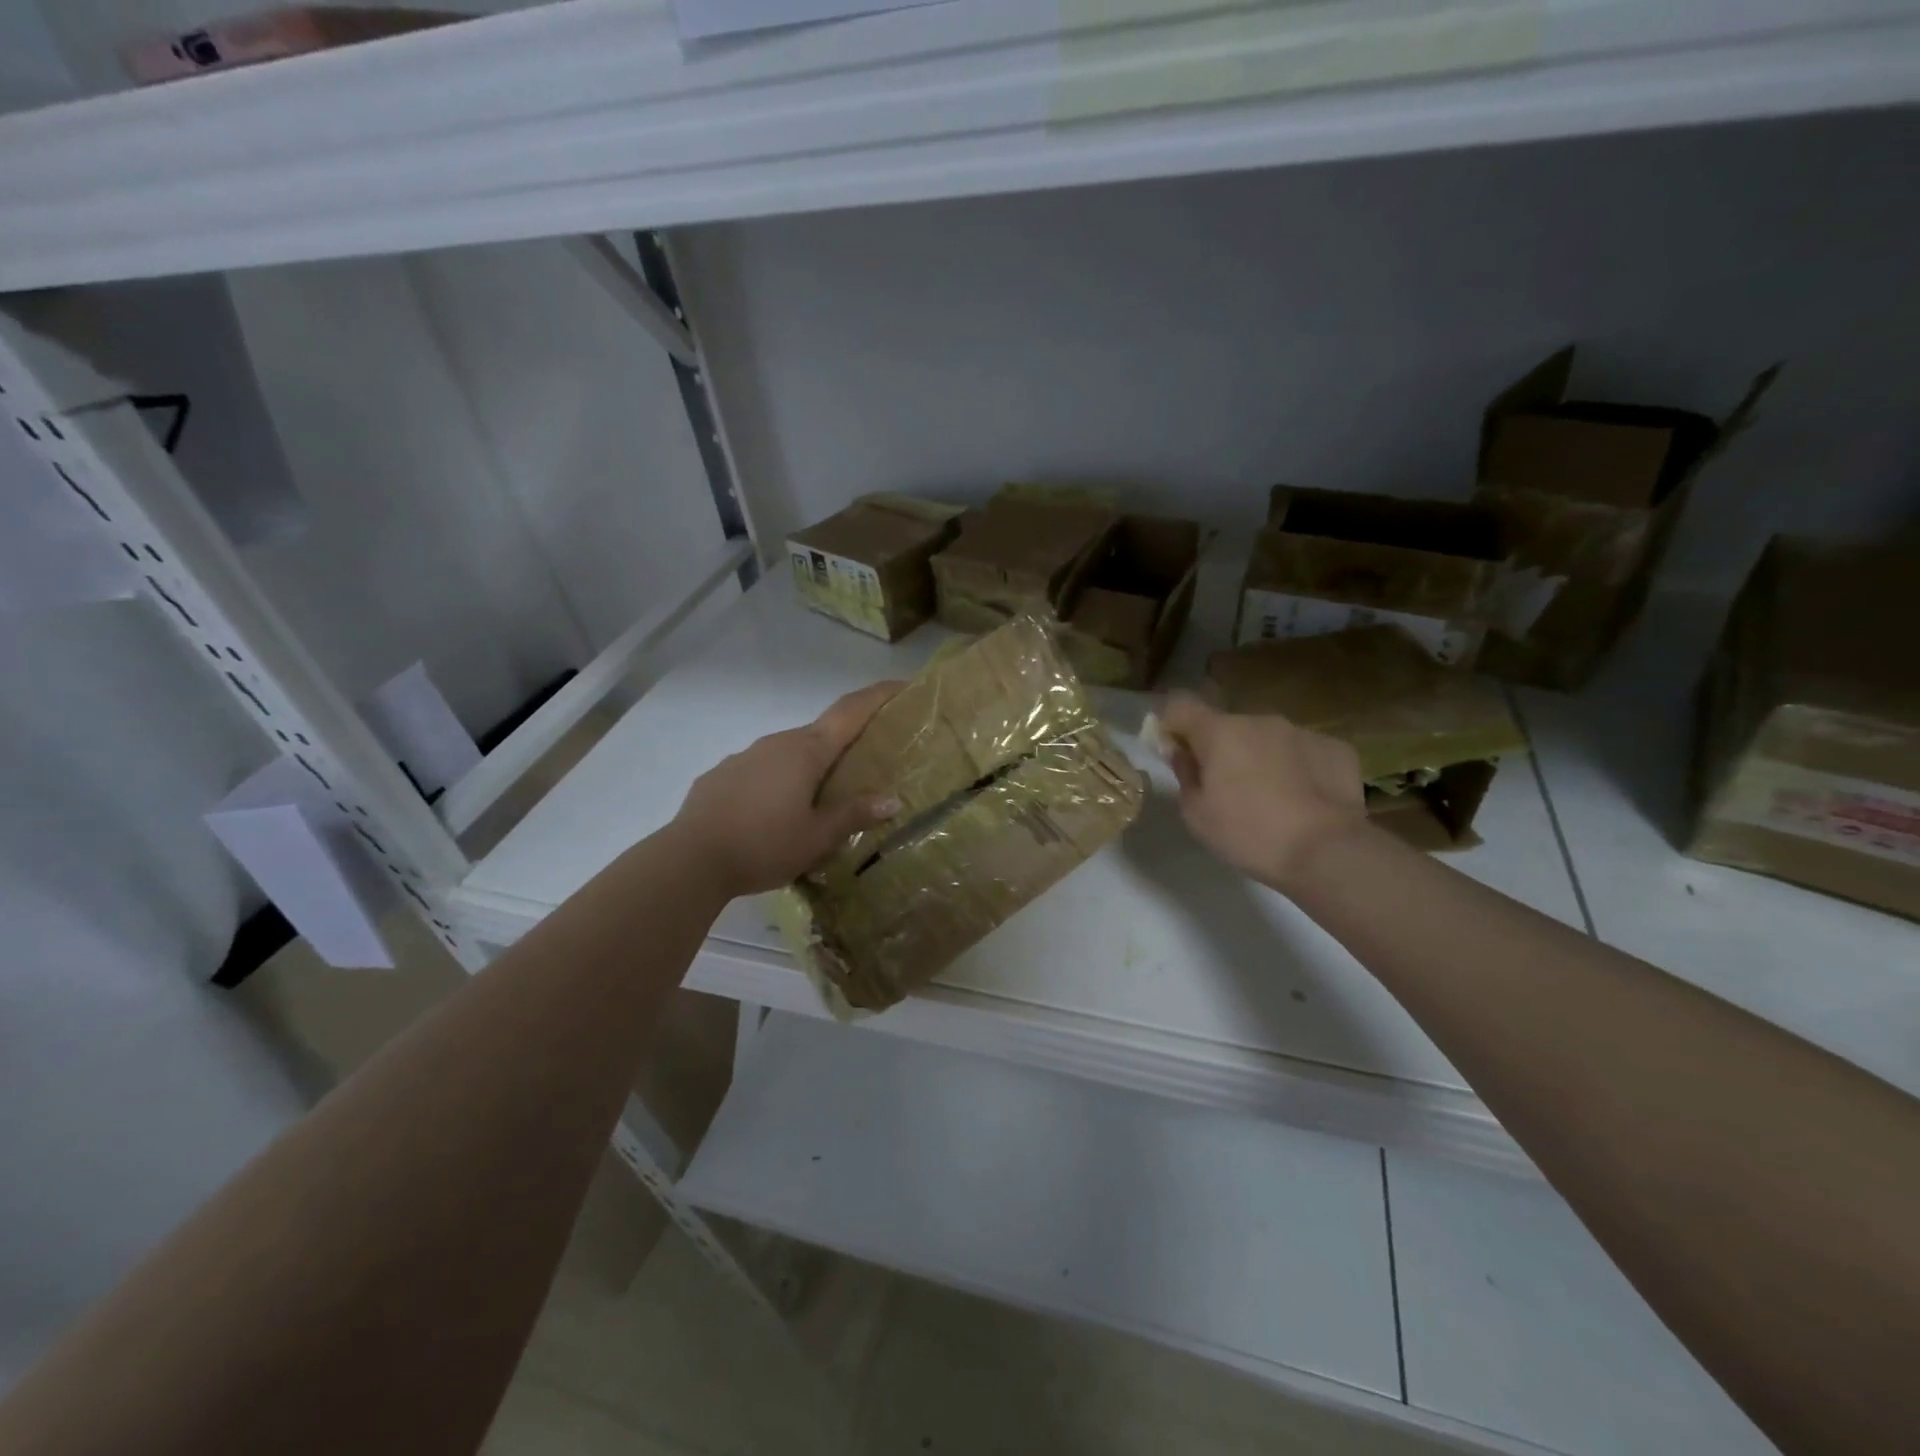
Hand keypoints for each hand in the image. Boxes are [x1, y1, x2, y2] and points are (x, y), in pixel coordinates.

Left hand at [671, 682, 904, 898]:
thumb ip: (853, 815)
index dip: (878, 696)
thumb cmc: (764, 844)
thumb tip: (892, 800)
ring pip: (789, 752)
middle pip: (821, 733)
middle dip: (846, 740)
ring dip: (809, 764)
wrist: (690, 859)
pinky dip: (778, 779)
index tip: (901, 685)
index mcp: (807, 752)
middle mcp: (777, 742)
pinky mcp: (722, 774)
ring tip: (820, 795)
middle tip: (867, 759)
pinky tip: (775, 810)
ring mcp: (746, 756)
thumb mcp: (817, 837)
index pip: (850, 712)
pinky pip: (761, 768)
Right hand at [1159, 692, 1367, 891]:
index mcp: (1220, 732)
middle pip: (1227, 725)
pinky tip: (1303, 800)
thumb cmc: (1249, 834)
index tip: (1174, 750)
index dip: (1171, 724)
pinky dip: (1296, 768)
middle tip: (1225, 788)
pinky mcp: (1335, 748)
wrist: (1327, 852)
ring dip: (1259, 757)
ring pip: (1267, 738)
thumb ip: (1185, 773)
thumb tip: (1182, 752)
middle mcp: (1260, 720)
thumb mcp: (1196, 813)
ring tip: (1270, 798)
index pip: (1180, 706)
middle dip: (1221, 748)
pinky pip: (1302, 751)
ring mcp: (1301, 731)